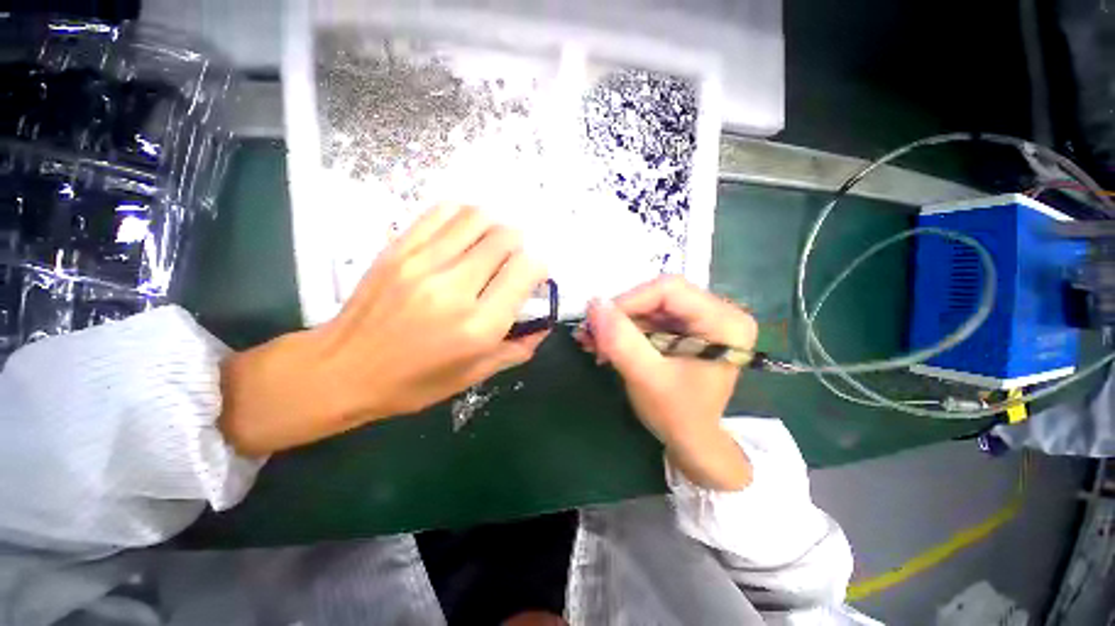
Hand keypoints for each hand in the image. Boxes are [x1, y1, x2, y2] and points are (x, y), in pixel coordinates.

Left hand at [220, 205, 548, 455]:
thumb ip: (516, 349)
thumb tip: (543, 326)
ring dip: (494, 226)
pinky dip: (463, 216)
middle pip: (506, 238)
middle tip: (512, 261)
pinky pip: (442, 212)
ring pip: (477, 218)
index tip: (533, 277)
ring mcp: (423, 263)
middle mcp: (455, 288)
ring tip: (491, 244)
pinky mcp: (398, 248)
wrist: (340, 371)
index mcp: (478, 326)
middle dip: (520, 245)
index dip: (538, 268)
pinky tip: (463, 233)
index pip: (525, 270)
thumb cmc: (413, 382)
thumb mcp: (473, 375)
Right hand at [575, 276, 757, 489]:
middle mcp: (718, 312)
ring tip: (592, 341)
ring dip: (618, 324)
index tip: (598, 321)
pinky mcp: (685, 328)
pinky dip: (624, 330)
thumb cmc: (678, 415)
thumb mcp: (647, 378)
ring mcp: (701, 319)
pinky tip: (605, 344)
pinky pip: (649, 319)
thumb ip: (621, 341)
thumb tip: (594, 304)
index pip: (668, 290)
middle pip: (657, 296)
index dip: (628, 300)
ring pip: (649, 306)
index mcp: (725, 321)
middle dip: (620, 315)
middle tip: (591, 333)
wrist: (691, 441)